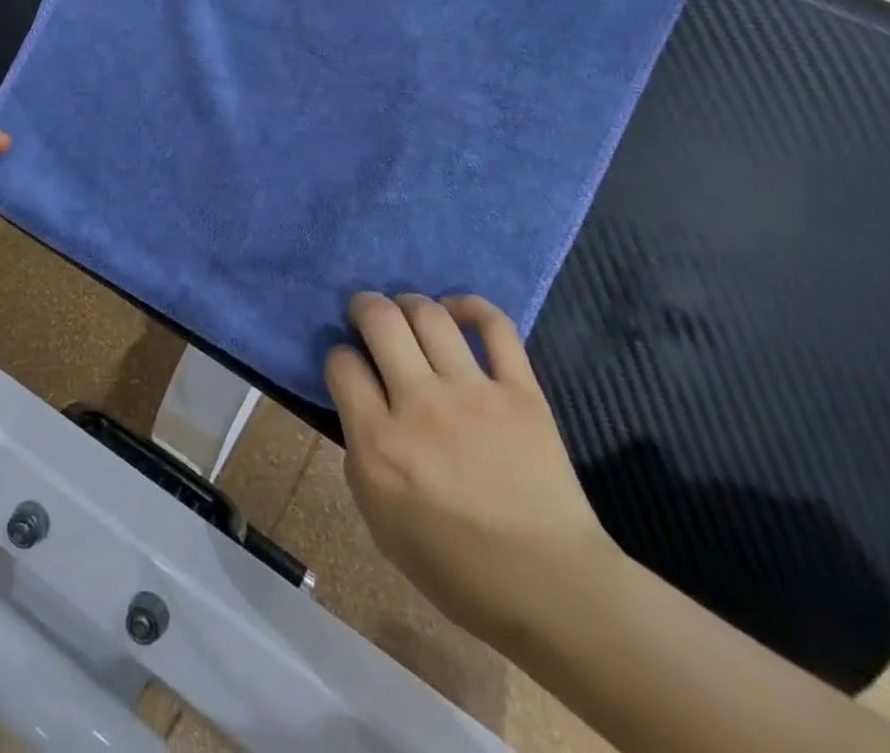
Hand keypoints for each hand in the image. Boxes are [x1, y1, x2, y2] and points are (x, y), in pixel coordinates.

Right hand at [324, 292, 618, 645]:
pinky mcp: (520, 390)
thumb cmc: (455, 566)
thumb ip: (361, 453)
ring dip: (409, 302)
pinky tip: (456, 310)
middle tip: (366, 314)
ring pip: (430, 314)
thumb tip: (360, 402)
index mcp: (380, 445)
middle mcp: (420, 406)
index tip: (349, 365)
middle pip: (380, 320)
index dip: (339, 356)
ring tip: (408, 311)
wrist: (549, 588)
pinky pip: (494, 326)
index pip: (342, 364)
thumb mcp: (379, 521)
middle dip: (364, 306)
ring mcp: (473, 392)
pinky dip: (471, 306)